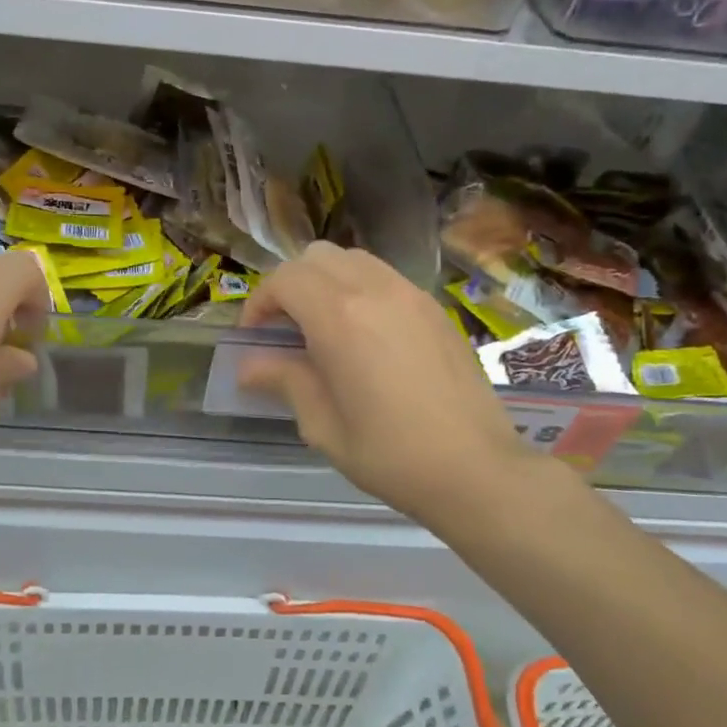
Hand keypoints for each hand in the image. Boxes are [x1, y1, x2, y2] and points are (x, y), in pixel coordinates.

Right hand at [239, 243, 545, 531]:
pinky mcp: (435, 308)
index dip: (260, 302)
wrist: (477, 468)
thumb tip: (249, 366)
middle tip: (285, 329)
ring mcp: (411, 295)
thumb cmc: (391, 455)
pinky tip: (365, 337)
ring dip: (327, 283)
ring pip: (354, 260)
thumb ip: (285, 381)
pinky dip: (360, 290)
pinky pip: (385, 278)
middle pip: (317, 257)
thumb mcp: (323, 425)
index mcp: (340, 317)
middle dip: (291, 285)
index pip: (285, 279)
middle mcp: (376, 290)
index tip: (255, 338)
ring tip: (324, 329)